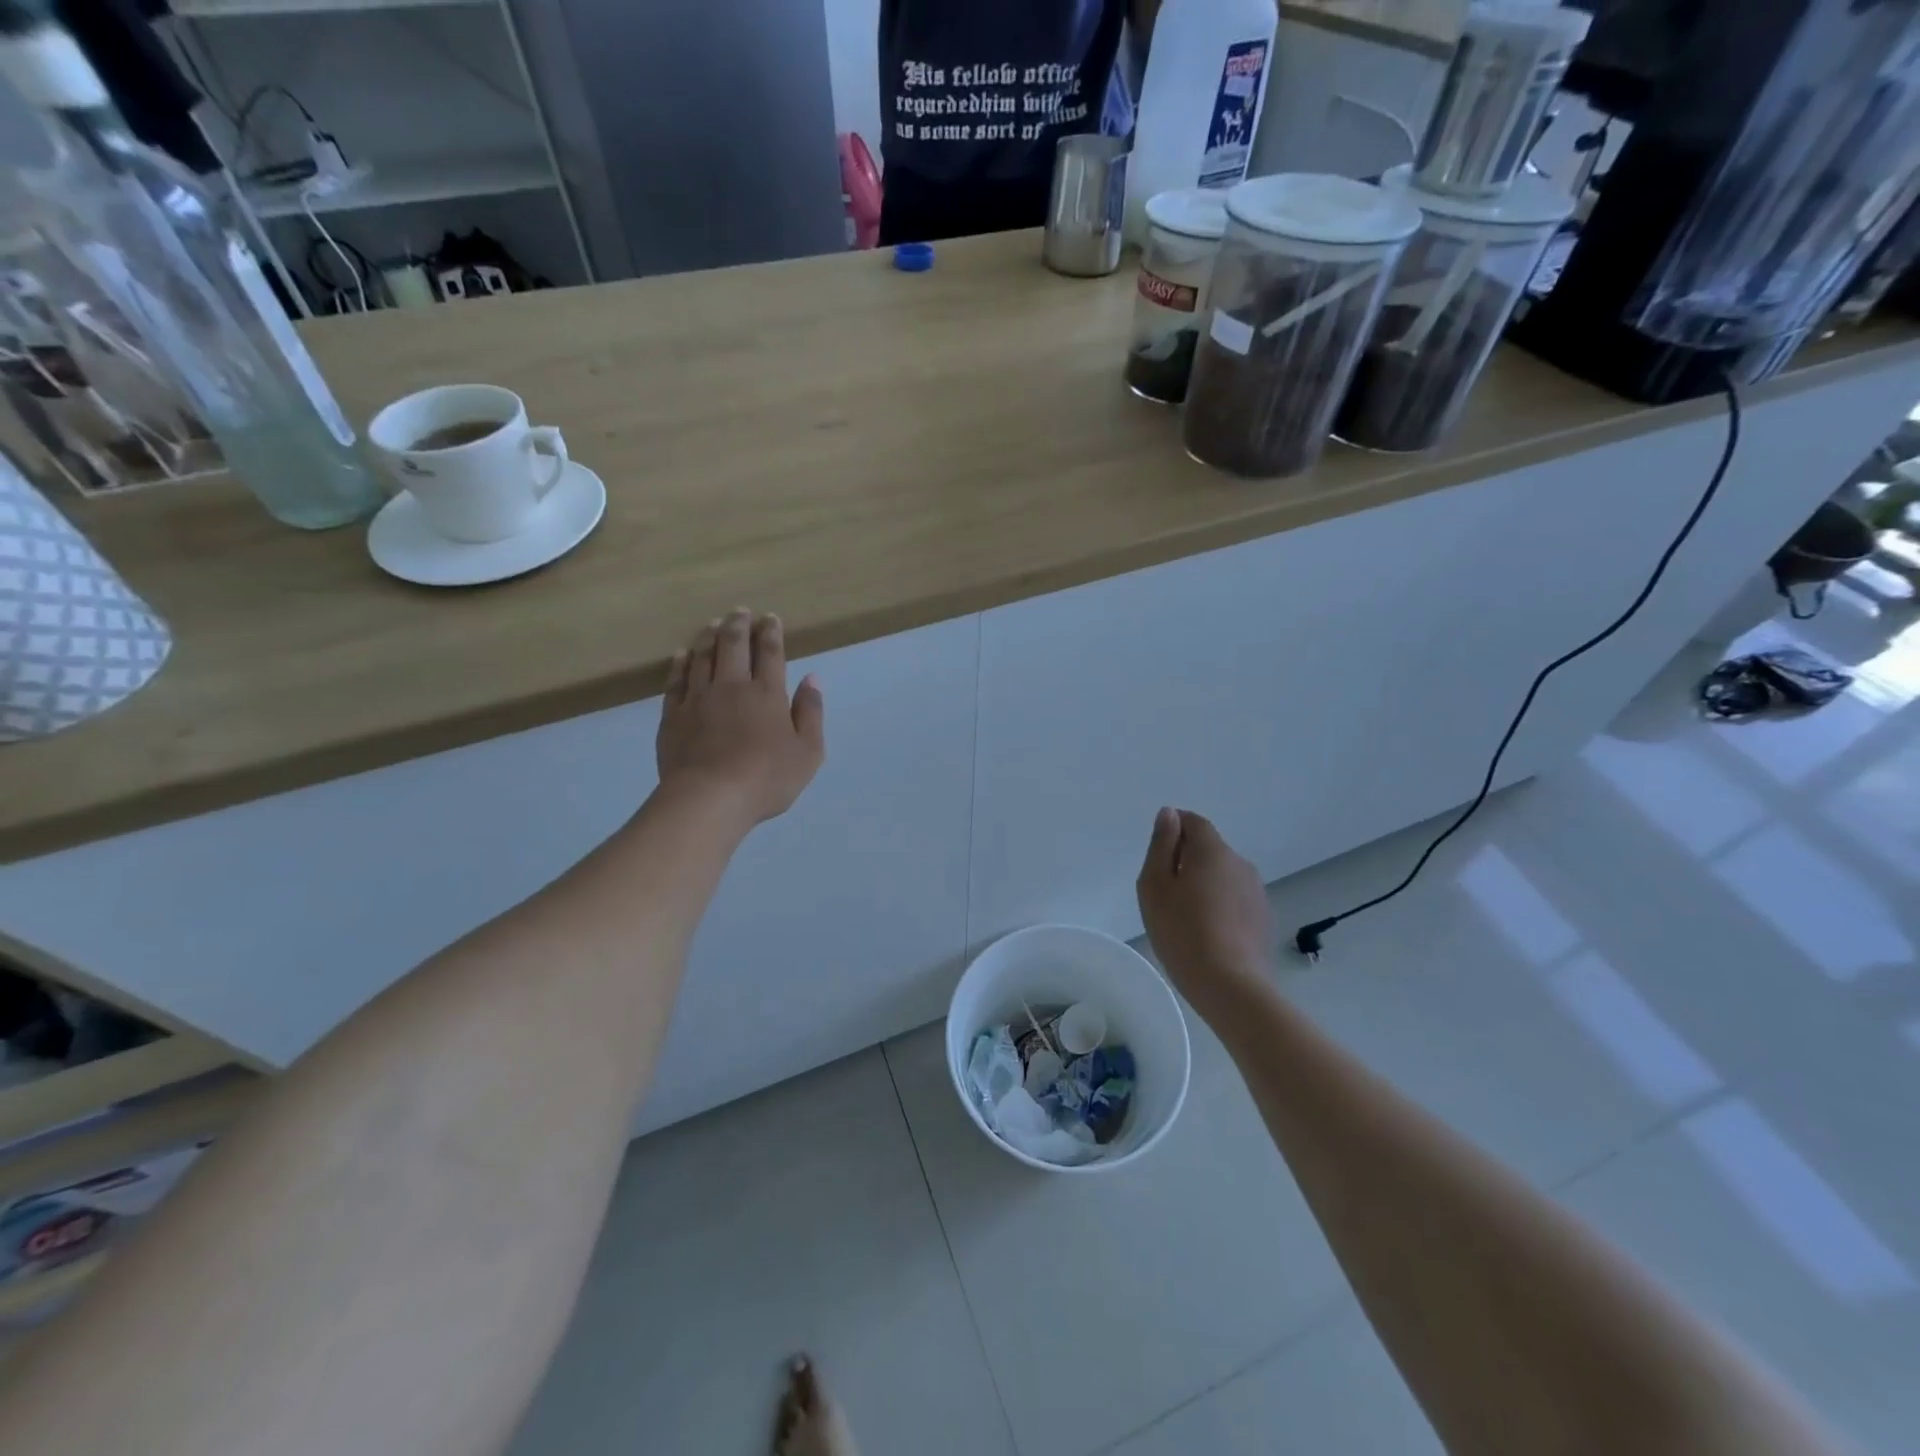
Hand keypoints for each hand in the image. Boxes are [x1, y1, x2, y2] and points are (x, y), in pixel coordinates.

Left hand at [657, 608, 824, 826]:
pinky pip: (676, 681)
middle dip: (739, 625)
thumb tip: (813, 678)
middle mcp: (732, 686)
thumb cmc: (767, 778)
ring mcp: (698, 699)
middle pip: (733, 646)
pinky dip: (680, 663)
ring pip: (702, 657)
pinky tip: (682, 654)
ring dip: (709, 636)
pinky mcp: (673, 715)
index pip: (770, 653)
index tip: (770, 618)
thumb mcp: (808, 751)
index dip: (771, 633)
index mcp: (767, 694)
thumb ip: (810, 712)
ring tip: (713, 623)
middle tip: (740, 611)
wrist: (710, 799)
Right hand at [1136, 807, 1275, 1014]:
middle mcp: (1239, 863)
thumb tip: (1169, 813)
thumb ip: (1161, 844)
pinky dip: (1218, 904)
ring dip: (1203, 883)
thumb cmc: (1182, 931)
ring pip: (1221, 874)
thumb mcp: (1155, 884)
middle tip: (1163, 891)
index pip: (1193, 821)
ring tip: (1183, 915)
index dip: (1173, 830)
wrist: (1231, 985)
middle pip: (1208, 848)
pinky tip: (1205, 931)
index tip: (1157, 856)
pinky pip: (1233, 897)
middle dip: (1186, 859)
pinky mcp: (1262, 916)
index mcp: (1212, 850)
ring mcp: (1255, 891)